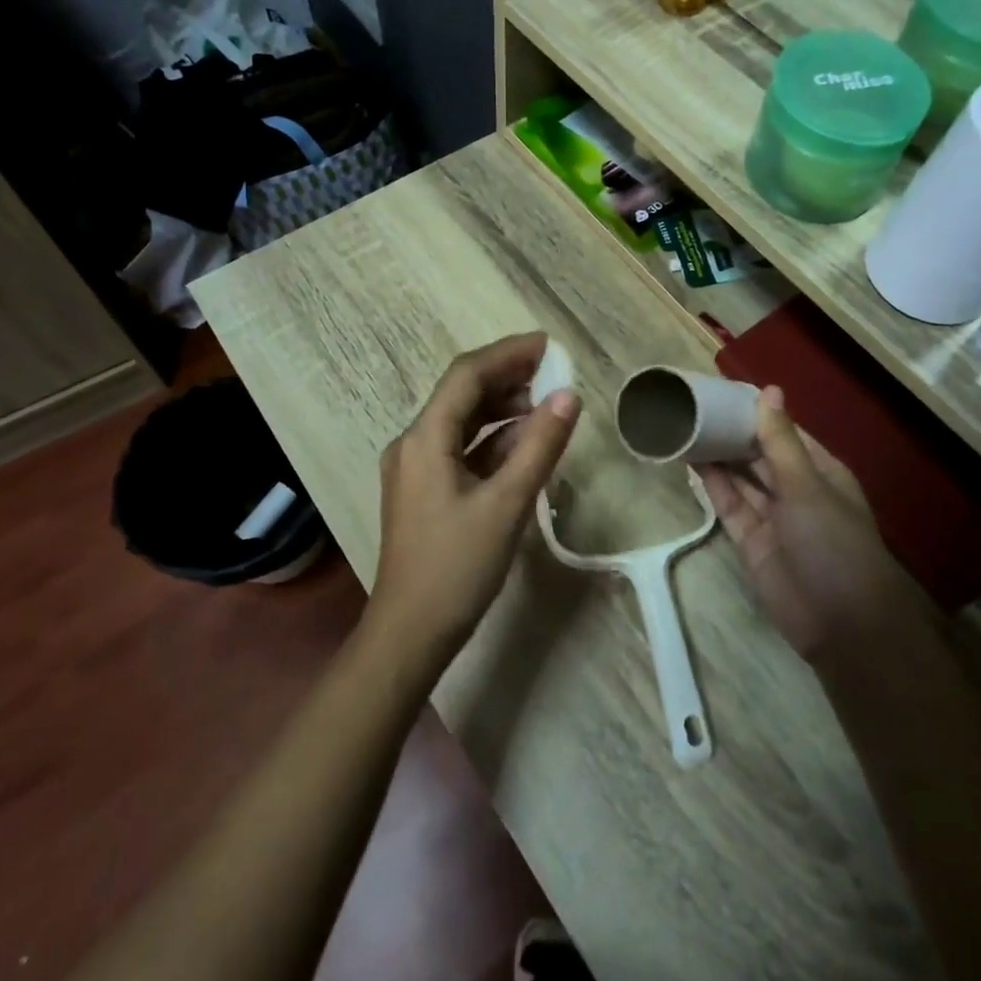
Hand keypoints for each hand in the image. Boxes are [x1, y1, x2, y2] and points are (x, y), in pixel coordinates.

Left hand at [368, 333, 580, 668]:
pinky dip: (494, 442)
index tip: (549, 346)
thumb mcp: (507, 504)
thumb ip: (539, 446)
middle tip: (555, 373)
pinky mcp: (426, 491)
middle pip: (463, 394)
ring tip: (548, 406)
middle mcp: (414, 443)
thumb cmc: (457, 568)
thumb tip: (569, 396)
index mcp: (424, 438)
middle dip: (508, 379)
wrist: (410, 634)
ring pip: (463, 422)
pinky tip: (525, 446)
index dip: (508, 353)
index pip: (467, 375)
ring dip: (503, 410)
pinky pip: (462, 450)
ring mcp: (417, 468)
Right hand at [697, 387, 905, 663]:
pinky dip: (712, 483)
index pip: (783, 432)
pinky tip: (690, 459)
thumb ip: (780, 440)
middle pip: (759, 453)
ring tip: (685, 425)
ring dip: (718, 454)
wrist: (840, 624)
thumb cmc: (833, 542)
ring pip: (741, 477)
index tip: (722, 390)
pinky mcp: (750, 540)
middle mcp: (796, 489)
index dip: (756, 412)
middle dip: (732, 432)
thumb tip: (769, 390)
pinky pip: (729, 504)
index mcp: (820, 471)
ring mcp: (772, 515)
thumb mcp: (807, 485)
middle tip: (694, 405)